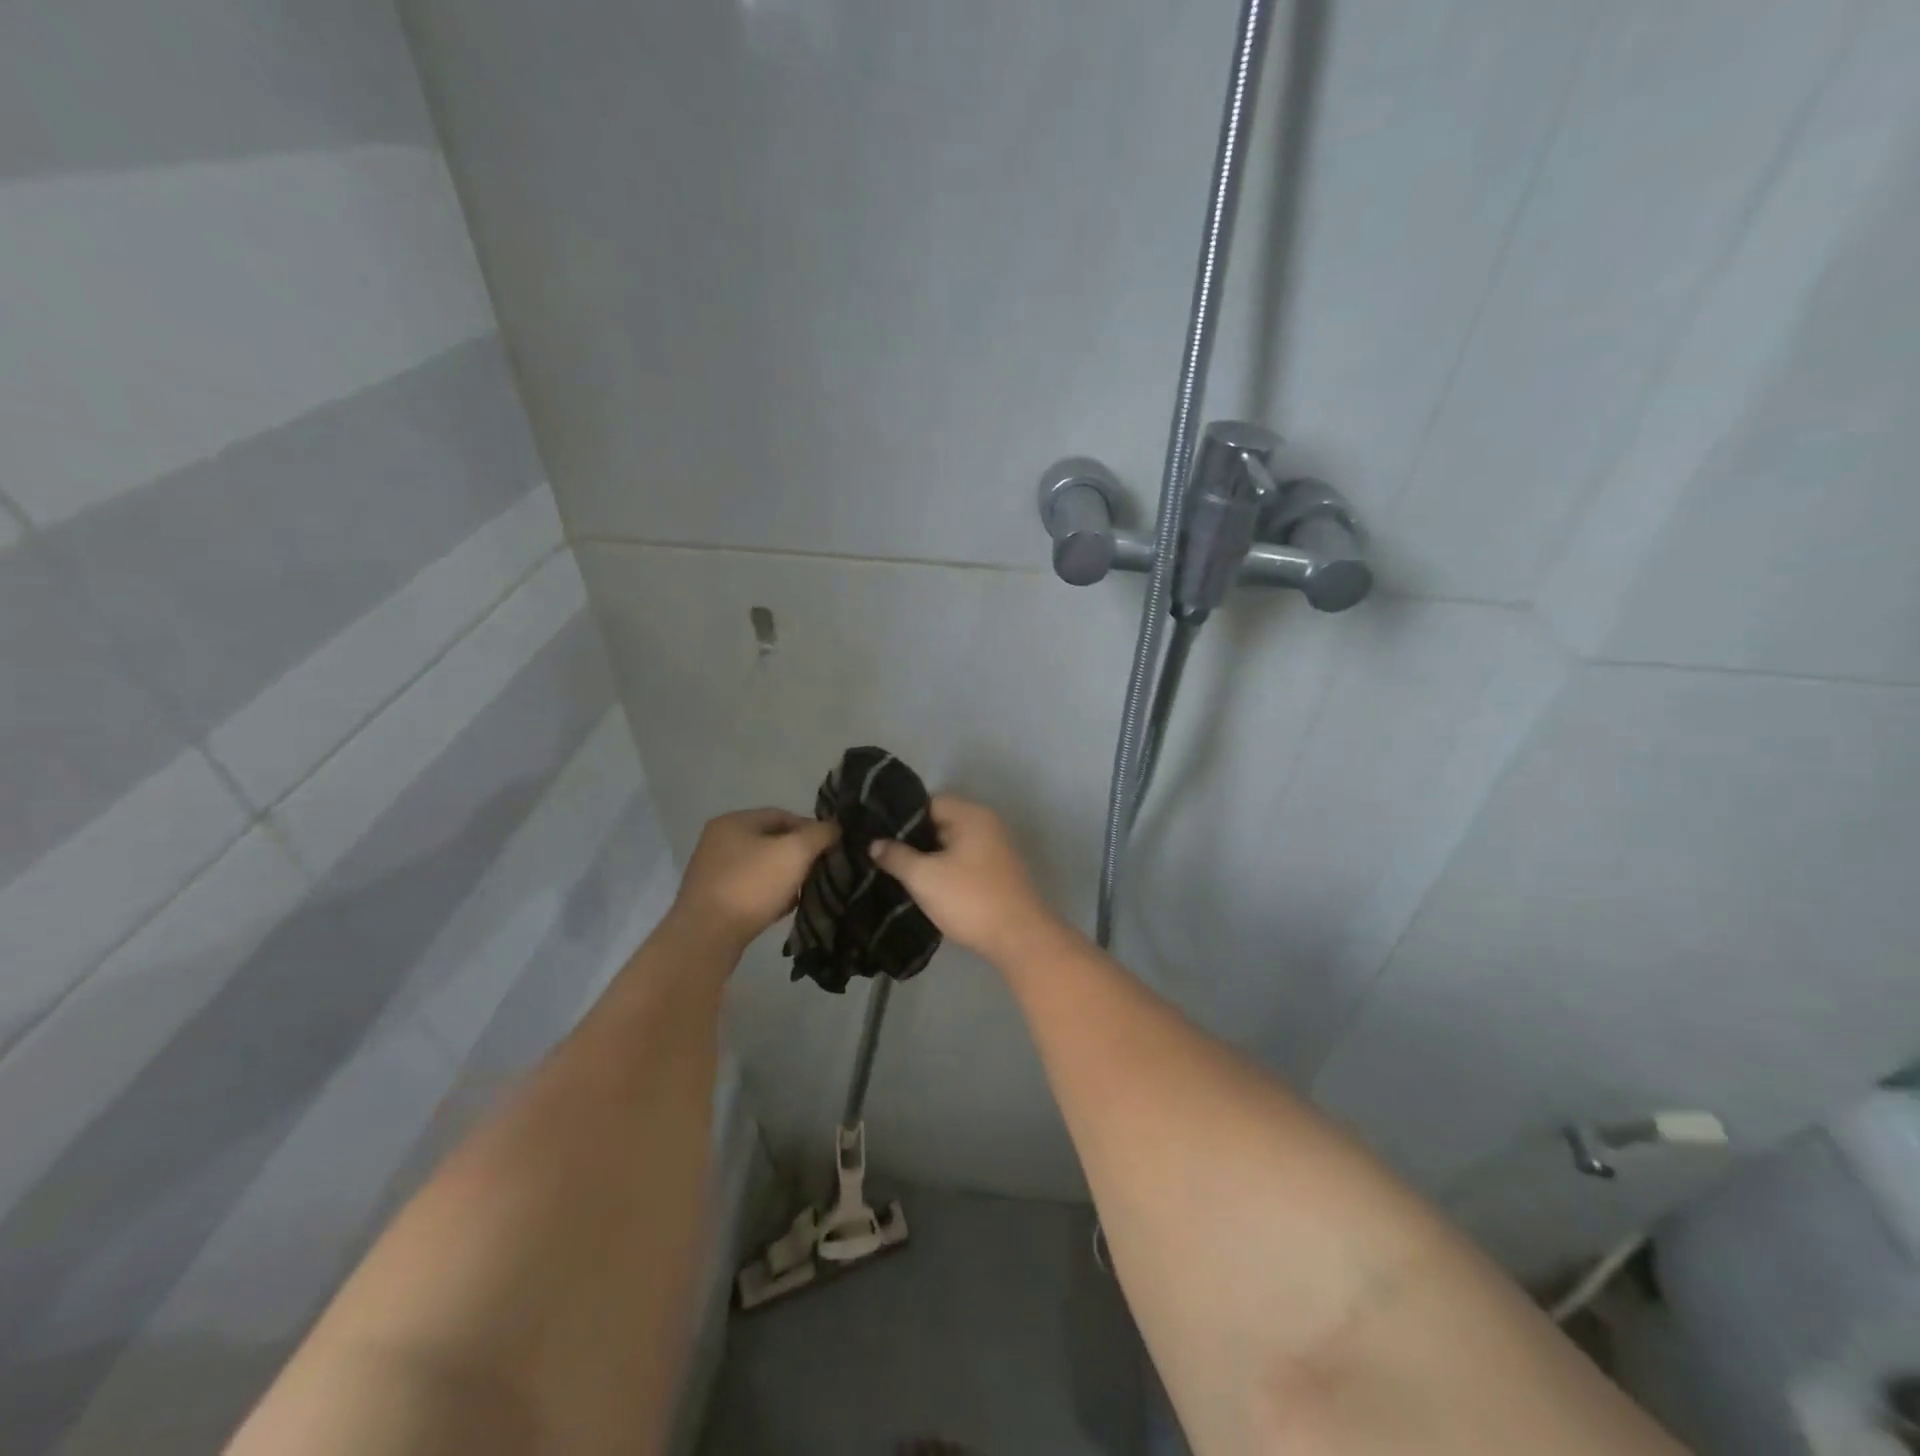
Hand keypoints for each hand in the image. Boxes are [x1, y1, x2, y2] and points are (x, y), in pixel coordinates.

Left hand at [670, 808, 838, 950]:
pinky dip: (769, 896)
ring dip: (785, 878)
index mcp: (734, 821)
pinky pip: (750, 890)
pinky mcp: (712, 899)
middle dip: (799, 855)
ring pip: (762, 867)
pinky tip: (782, 910)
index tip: (830, 848)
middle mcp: (719, 841)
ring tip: (803, 893)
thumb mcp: (795, 852)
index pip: (782, 815)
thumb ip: (819, 834)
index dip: (811, 829)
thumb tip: (834, 828)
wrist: (706, 938)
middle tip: (820, 871)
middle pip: (771, 841)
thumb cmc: (751, 885)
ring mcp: (713, 871)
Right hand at [869, 795, 1059, 962]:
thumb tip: (875, 843)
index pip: (928, 802)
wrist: (1019, 938)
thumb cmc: (969, 899)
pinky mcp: (999, 873)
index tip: (879, 836)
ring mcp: (996, 849)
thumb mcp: (924, 877)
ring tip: (901, 874)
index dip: (902, 819)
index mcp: (971, 815)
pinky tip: (928, 888)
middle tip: (885, 857)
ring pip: (953, 845)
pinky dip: (947, 871)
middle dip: (914, 840)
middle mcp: (987, 824)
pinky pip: (965, 862)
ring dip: (930, 858)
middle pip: (941, 822)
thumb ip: (896, 856)